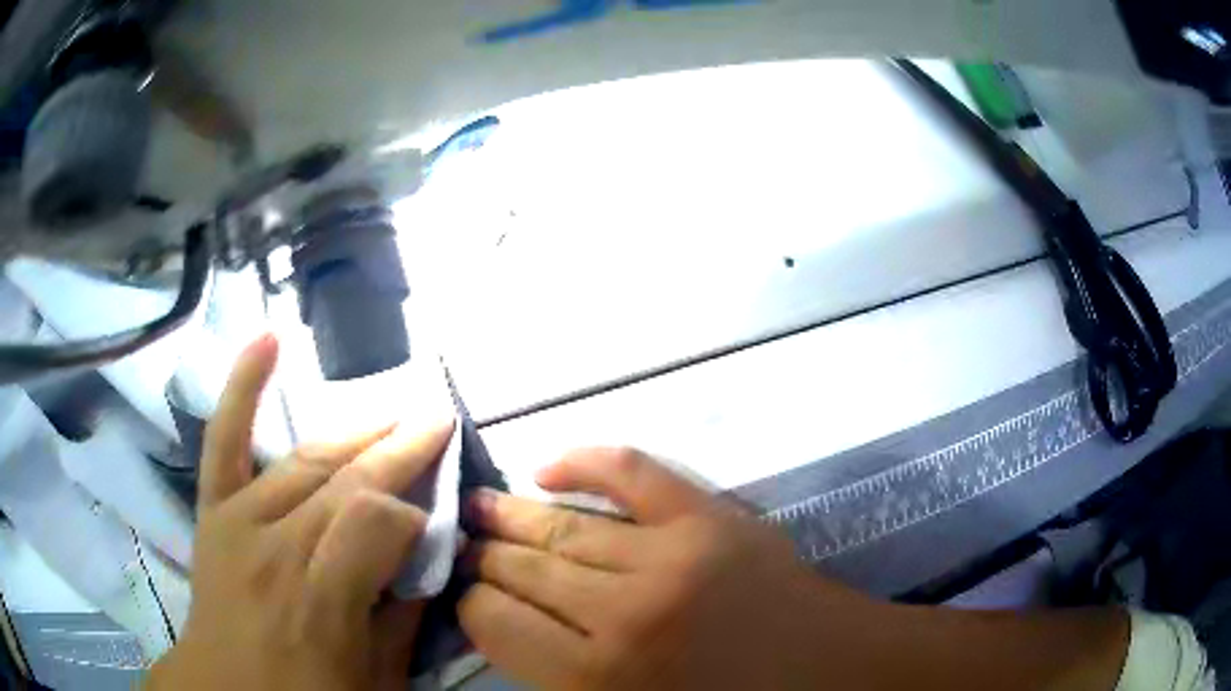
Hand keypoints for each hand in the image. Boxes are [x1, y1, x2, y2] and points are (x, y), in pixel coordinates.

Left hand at [147, 334, 454, 690]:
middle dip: (398, 451)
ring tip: (392, 413)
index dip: (413, 511)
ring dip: (353, 433)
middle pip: (346, 482)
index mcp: (320, 600)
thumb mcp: (377, 679)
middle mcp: (277, 547)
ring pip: (304, 460)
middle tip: (437, 421)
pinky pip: (225, 440)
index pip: (377, 522)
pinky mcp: (215, 510)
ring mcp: (240, 520)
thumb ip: (403, 619)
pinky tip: (266, 341)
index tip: (435, 517)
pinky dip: (242, 387)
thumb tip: (429, 561)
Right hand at [457, 448, 877, 689]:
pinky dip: (584, 461)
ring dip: (510, 514)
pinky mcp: (709, 516)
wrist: (826, 670)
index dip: (471, 606)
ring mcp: (670, 555)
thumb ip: (558, 681)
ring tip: (478, 505)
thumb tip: (500, 627)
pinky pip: (632, 471)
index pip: (496, 624)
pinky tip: (547, 467)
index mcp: (599, 678)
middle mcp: (623, 613)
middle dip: (482, 556)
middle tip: (460, 542)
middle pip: (522, 569)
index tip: (466, 594)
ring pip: (563, 526)